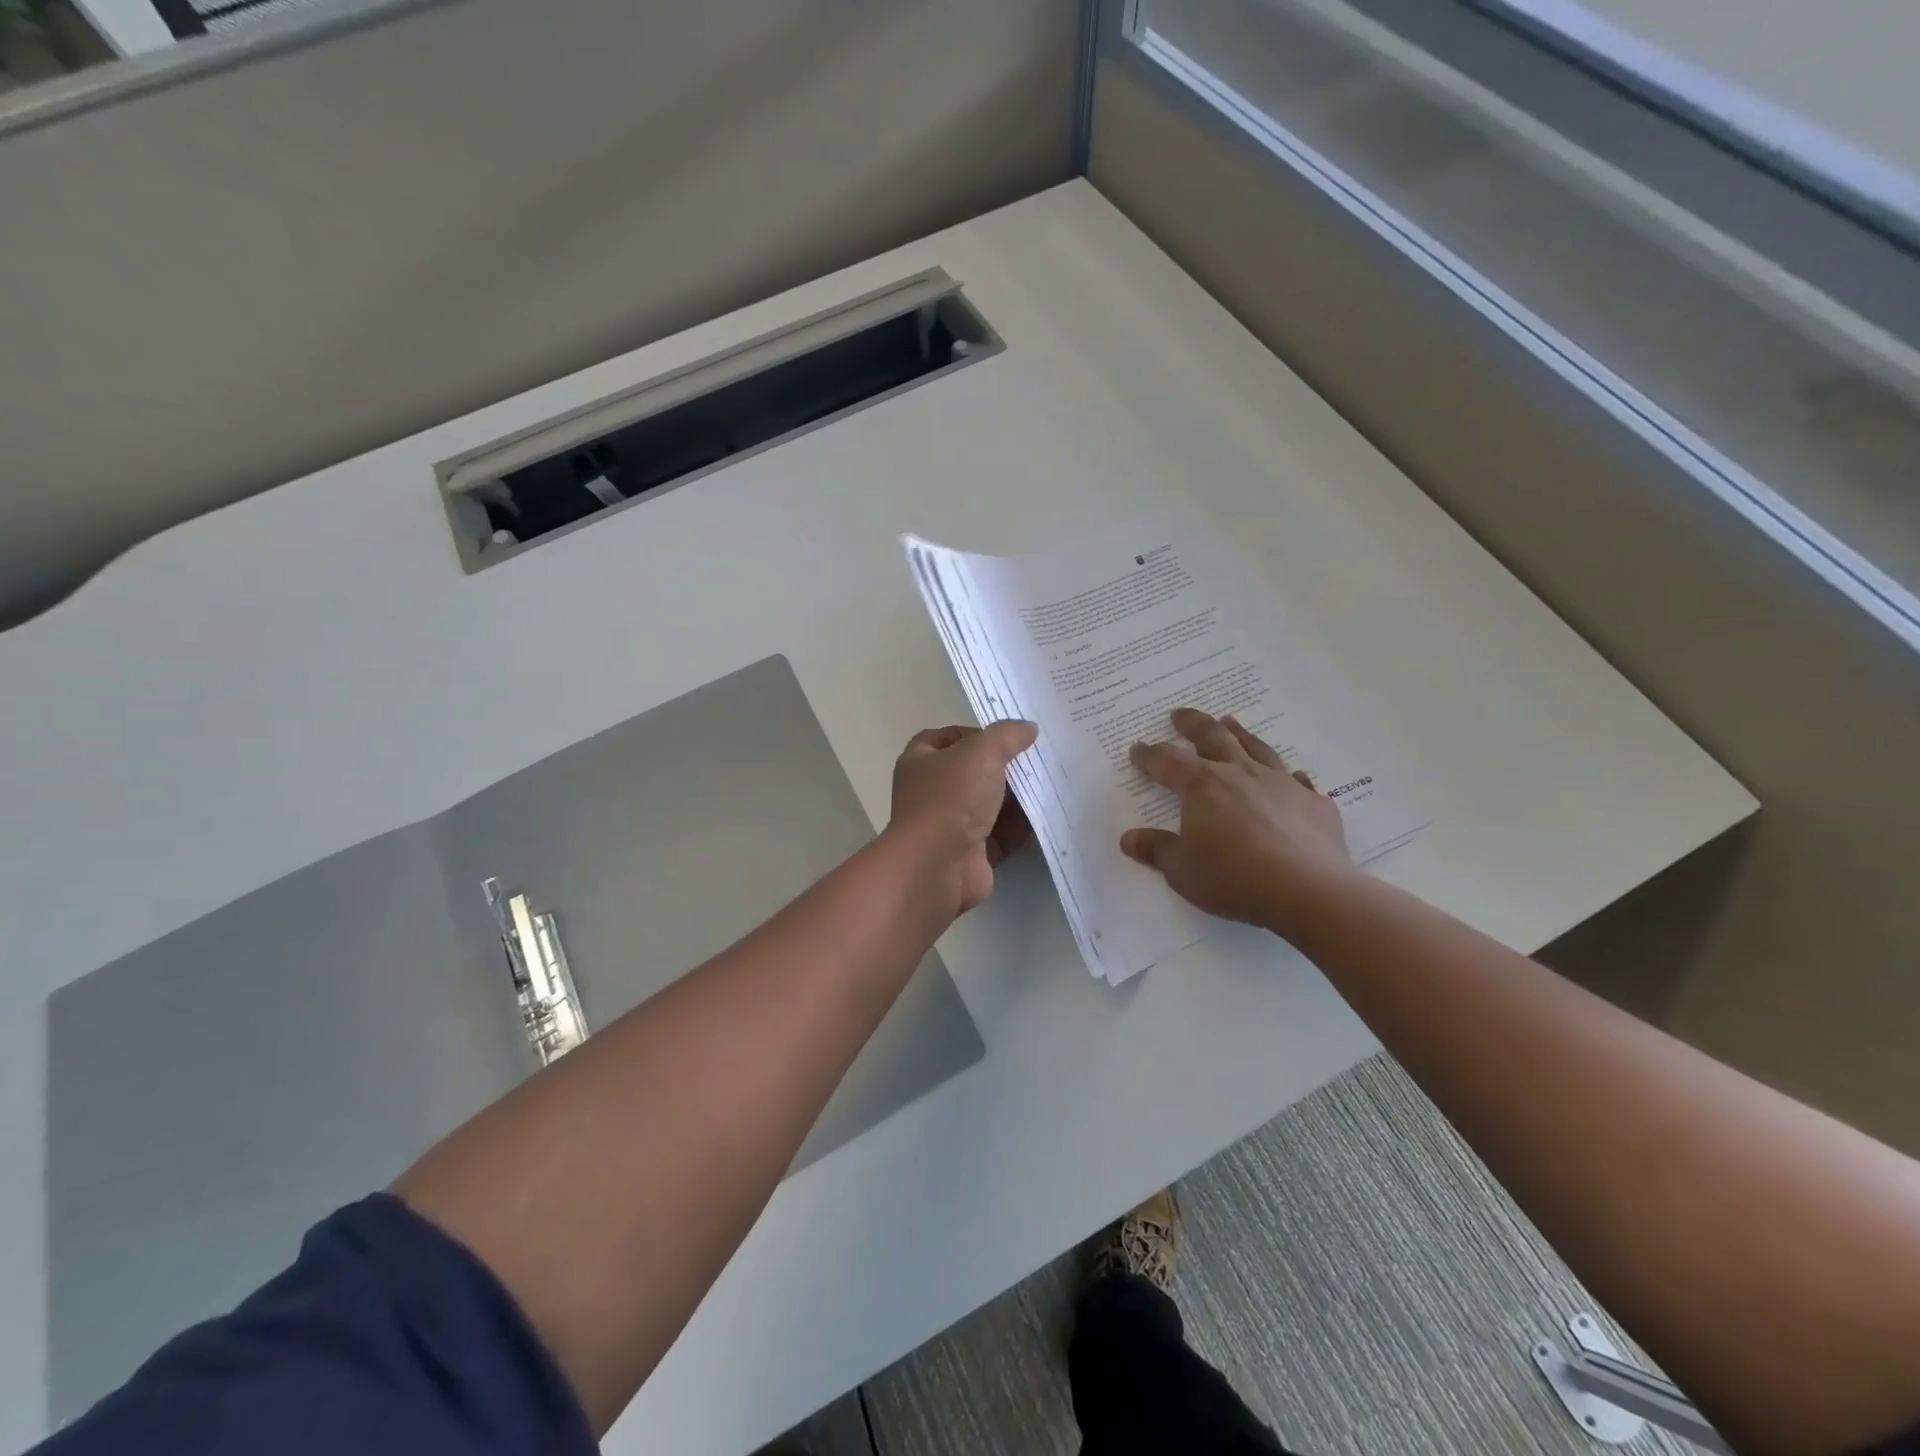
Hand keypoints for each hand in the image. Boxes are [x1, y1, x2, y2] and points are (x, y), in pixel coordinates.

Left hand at [888, 721, 1037, 918]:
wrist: (937, 866)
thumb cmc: (951, 798)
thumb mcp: (981, 752)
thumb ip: (1007, 735)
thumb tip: (1028, 728)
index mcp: (921, 761)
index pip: (946, 738)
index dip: (974, 733)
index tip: (1007, 735)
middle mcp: (932, 792)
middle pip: (973, 772)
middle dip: (1004, 766)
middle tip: (1039, 758)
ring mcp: (951, 825)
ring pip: (989, 804)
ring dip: (1017, 798)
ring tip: (1051, 783)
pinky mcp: (972, 854)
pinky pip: (1001, 835)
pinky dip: (1021, 827)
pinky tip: (1048, 815)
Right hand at [1120, 708, 1355, 937]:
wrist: (1308, 891)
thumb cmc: (1234, 878)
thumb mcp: (1182, 870)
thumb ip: (1156, 850)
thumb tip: (1129, 839)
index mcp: (1202, 786)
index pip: (1167, 761)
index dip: (1149, 755)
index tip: (1138, 749)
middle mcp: (1240, 773)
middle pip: (1212, 737)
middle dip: (1192, 724)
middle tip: (1179, 715)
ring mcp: (1280, 784)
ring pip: (1255, 747)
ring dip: (1238, 733)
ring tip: (1229, 722)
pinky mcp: (1313, 802)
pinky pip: (1297, 781)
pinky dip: (1288, 777)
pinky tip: (1290, 777)